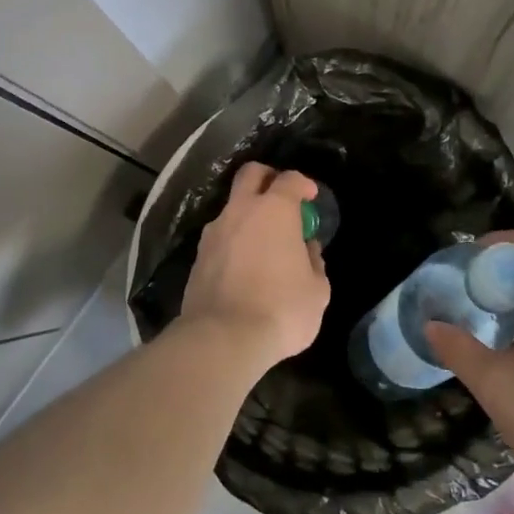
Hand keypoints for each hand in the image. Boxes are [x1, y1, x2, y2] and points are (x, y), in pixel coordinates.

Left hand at [180, 163, 330, 365]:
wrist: (223, 338)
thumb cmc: (281, 309)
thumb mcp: (316, 291)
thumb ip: (314, 263)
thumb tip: (306, 250)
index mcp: (274, 210)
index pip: (290, 179)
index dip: (303, 184)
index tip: (310, 196)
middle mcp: (240, 211)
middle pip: (250, 174)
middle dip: (266, 177)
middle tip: (280, 195)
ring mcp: (214, 232)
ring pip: (231, 207)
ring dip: (247, 214)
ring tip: (262, 240)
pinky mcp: (197, 257)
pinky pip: (219, 237)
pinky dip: (233, 241)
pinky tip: (243, 264)